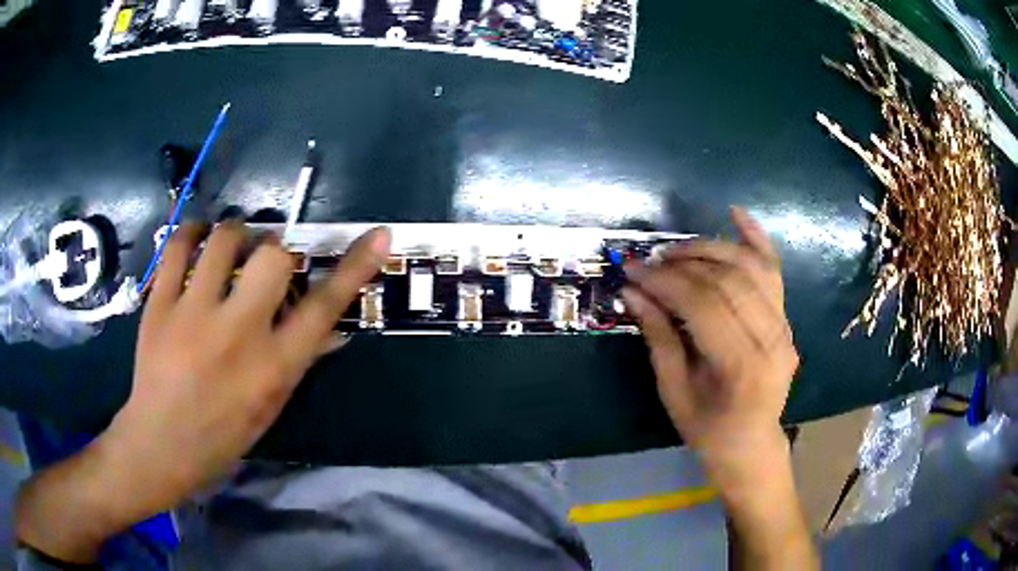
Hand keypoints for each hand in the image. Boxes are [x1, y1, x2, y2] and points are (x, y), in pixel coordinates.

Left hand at [16, 222, 390, 561]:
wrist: (160, 445)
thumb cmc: (222, 436)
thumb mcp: (270, 406)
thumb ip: (298, 360)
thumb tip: (331, 327)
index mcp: (273, 368)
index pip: (324, 308)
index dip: (355, 268)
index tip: (378, 236)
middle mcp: (237, 334)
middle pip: (274, 257)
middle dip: (279, 248)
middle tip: (270, 258)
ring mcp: (193, 314)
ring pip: (224, 239)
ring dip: (237, 234)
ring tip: (233, 246)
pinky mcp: (160, 304)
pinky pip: (178, 245)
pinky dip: (192, 232)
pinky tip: (197, 239)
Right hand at [622, 207, 797, 487]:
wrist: (752, 443)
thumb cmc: (708, 429)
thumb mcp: (673, 392)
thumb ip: (658, 337)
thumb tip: (633, 292)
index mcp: (742, 367)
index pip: (703, 305)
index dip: (665, 281)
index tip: (632, 268)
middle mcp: (772, 339)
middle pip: (727, 280)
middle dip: (682, 263)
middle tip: (649, 260)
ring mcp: (785, 325)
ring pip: (750, 267)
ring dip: (710, 248)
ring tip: (677, 249)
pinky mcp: (787, 318)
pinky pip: (774, 269)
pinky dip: (756, 238)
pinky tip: (736, 214)